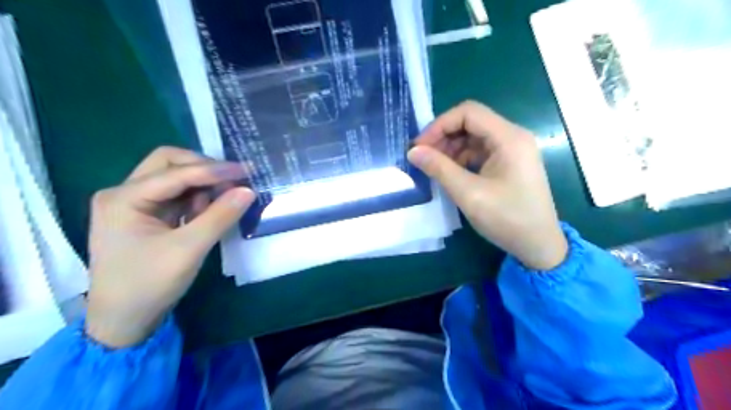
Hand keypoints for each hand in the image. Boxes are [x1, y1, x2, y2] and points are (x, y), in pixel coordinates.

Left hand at [85, 146, 253, 346]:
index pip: (175, 172)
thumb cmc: (150, 284)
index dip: (213, 170)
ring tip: (221, 202)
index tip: (246, 170)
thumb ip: (220, 216)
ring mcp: (134, 204)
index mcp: (123, 198)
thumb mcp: (189, 249)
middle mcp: (124, 193)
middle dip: (204, 169)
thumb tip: (249, 190)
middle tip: (233, 180)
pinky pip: (176, 195)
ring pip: (174, 177)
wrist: (123, 321)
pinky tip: (208, 212)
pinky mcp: (146, 215)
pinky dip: (196, 198)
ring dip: (202, 184)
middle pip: (169, 163)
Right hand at [409, 101, 567, 270]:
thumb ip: (439, 168)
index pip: (468, 113)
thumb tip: (413, 151)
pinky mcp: (508, 164)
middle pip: (471, 123)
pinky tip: (449, 173)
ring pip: (473, 137)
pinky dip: (461, 159)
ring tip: (433, 167)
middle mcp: (512, 137)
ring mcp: (512, 151)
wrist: (538, 246)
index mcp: (508, 138)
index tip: (420, 146)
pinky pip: (480, 152)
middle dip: (444, 137)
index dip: (440, 125)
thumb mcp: (468, 193)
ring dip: (451, 149)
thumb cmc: (506, 218)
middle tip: (423, 157)